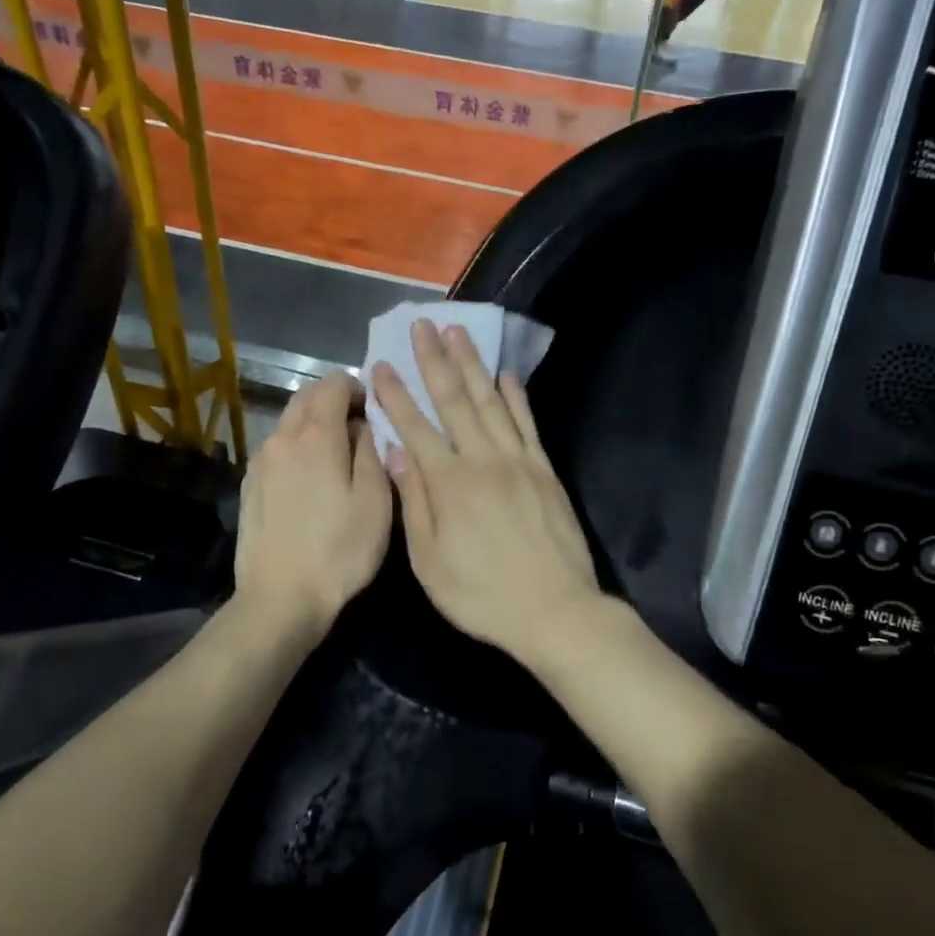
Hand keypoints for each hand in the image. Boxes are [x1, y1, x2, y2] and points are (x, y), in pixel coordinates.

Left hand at [234, 371, 391, 636]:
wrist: (281, 598)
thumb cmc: (340, 550)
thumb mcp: (375, 501)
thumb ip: (372, 451)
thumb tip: (364, 425)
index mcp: (316, 436)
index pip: (333, 384)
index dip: (357, 386)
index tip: (374, 409)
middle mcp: (282, 438)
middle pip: (306, 397)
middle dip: (333, 399)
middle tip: (359, 426)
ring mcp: (260, 462)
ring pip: (288, 422)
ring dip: (313, 423)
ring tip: (337, 454)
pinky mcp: (249, 486)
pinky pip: (277, 449)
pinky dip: (296, 447)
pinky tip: (310, 479)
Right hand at [372, 321, 600, 662]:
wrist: (554, 610)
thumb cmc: (482, 595)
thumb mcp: (430, 562)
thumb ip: (414, 503)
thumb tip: (396, 452)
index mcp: (449, 484)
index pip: (415, 427)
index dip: (396, 394)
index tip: (380, 364)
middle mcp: (482, 461)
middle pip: (454, 401)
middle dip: (435, 361)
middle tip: (423, 325)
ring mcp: (518, 462)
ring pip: (490, 402)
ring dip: (473, 365)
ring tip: (459, 332)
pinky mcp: (544, 470)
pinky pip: (527, 424)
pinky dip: (515, 397)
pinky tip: (506, 374)